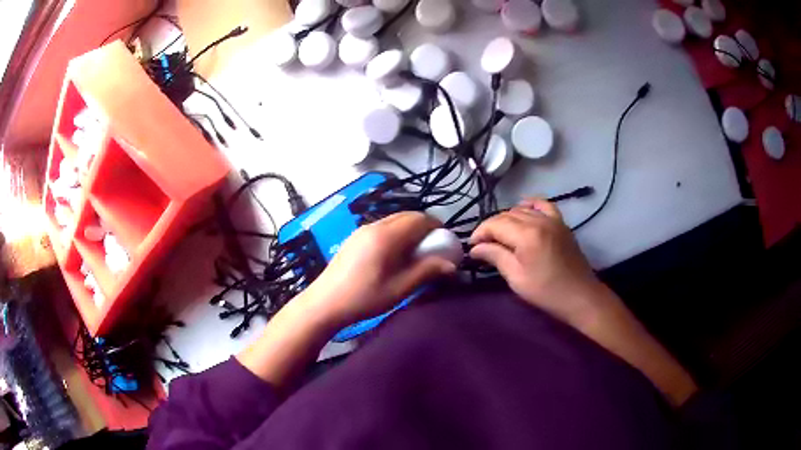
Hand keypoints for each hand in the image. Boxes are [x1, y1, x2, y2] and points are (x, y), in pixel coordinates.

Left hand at [300, 212, 456, 328]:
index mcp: (386, 236)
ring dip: (409, 229)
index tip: (445, 240)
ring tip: (415, 251)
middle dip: (424, 226)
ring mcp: (362, 230)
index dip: (436, 226)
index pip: (419, 219)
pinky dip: (396, 233)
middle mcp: (374, 226)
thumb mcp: (399, 289)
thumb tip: (451, 265)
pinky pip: (382, 227)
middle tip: (433, 246)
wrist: (325, 303)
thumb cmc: (363, 298)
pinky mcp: (354, 238)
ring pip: (394, 220)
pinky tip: (394, 254)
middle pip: (406, 215)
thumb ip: (426, 272)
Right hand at [469, 198, 602, 322]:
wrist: (579, 296)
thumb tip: (475, 248)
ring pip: (521, 209)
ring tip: (500, 236)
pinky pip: (543, 204)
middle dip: (491, 228)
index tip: (472, 247)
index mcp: (526, 235)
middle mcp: (538, 220)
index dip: (480, 233)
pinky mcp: (561, 222)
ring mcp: (552, 219)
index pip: (495, 224)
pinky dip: (530, 205)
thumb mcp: (516, 278)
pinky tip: (523, 210)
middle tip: (483, 246)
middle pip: (506, 215)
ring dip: (507, 220)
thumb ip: (495, 257)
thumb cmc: (546, 292)